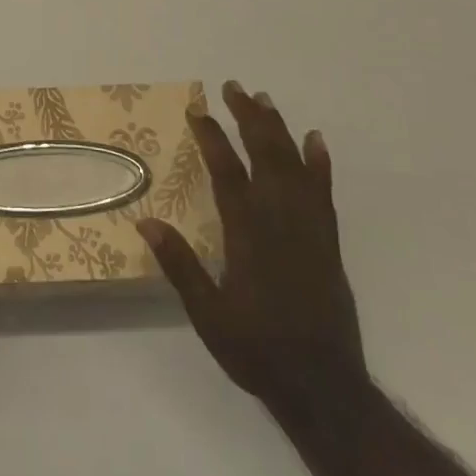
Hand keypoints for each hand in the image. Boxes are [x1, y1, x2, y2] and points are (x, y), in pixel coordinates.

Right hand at [137, 80, 367, 426]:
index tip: (197, 110)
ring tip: (264, 100)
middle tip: (233, 88)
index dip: (212, 137)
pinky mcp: (328, 242)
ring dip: (279, 129)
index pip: (228, 172)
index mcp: (248, 234)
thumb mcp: (207, 314)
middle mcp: (281, 221)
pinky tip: (316, 141)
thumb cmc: (257, 350)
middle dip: (248, 118)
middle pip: (265, 156)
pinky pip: (324, 193)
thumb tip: (147, 220)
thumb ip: (180, 265)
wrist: (324, 387)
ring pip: (295, 166)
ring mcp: (309, 229)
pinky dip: (320, 163)